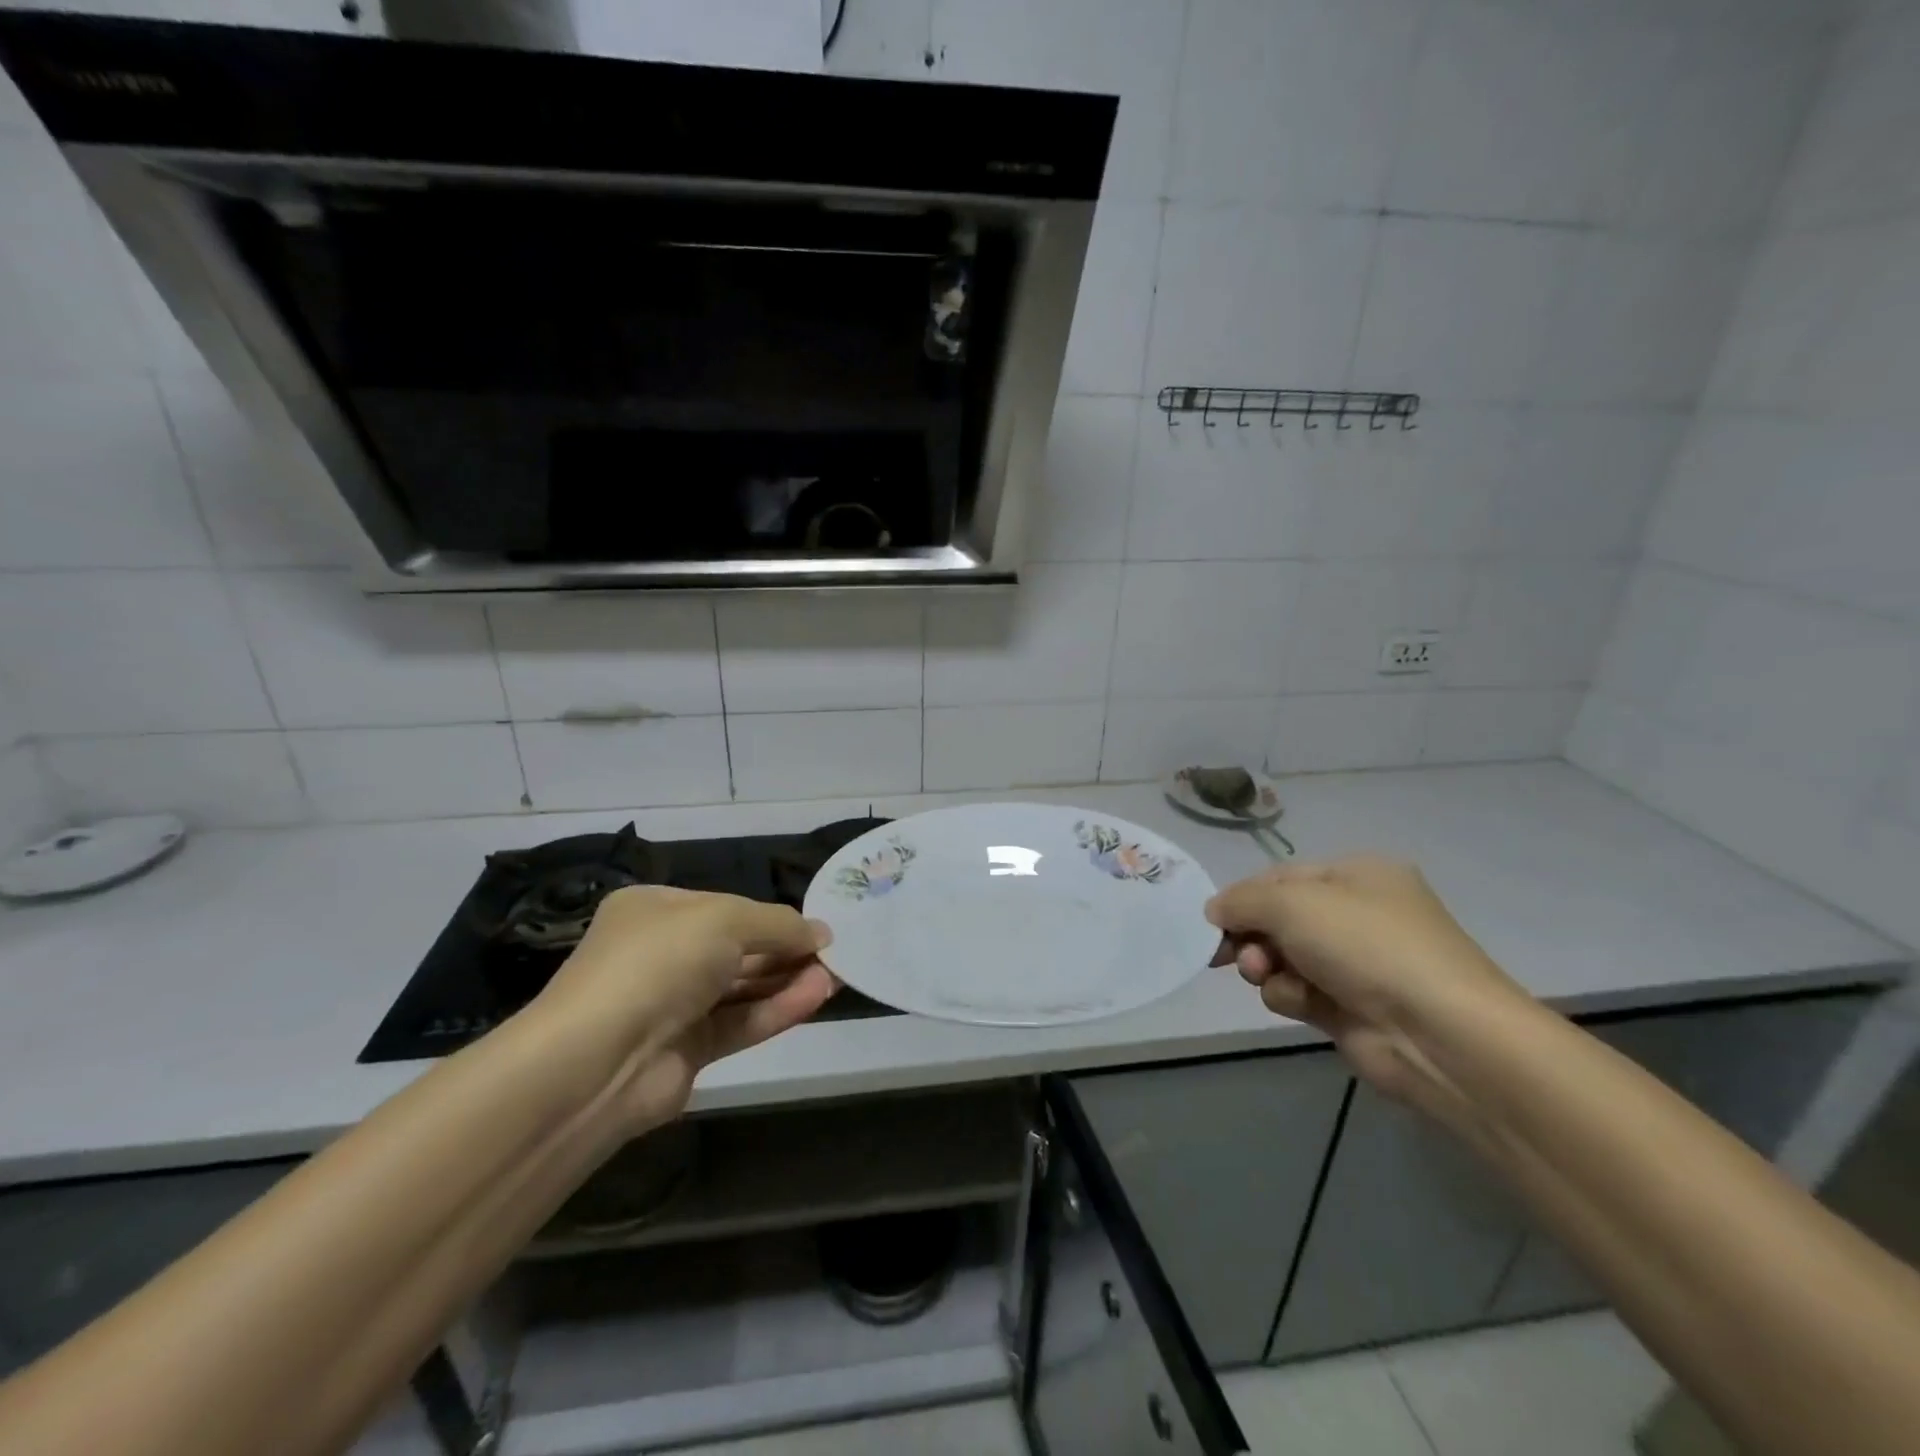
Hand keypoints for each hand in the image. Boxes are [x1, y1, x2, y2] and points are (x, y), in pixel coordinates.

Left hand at [535, 887, 837, 1134]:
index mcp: (655, 911)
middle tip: (835, 953)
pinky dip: (777, 1009)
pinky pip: (740, 1022)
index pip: (725, 907)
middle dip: (786, 949)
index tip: (816, 926)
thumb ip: (779, 925)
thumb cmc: (659, 962)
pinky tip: (817, 996)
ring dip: (788, 980)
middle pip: (737, 948)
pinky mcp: (686, 1051)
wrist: (596, 1061)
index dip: (772, 917)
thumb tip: (822, 934)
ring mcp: (672, 1005)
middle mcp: (662, 954)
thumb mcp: (726, 920)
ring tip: (837, 975)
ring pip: (742, 988)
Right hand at [1206, 856, 1527, 1130]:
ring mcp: (1355, 963)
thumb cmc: (1365, 945)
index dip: (1243, 896)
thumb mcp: (1292, 903)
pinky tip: (1300, 1002)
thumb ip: (1242, 900)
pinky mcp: (1348, 1007)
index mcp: (1357, 875)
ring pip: (1281, 957)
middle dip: (1252, 935)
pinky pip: (1296, 991)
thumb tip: (1215, 911)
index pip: (1281, 877)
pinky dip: (1289, 995)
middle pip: (1278, 918)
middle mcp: (1357, 914)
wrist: (1437, 1033)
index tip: (1212, 920)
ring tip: (1266, 975)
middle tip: (1234, 954)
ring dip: (1265, 966)